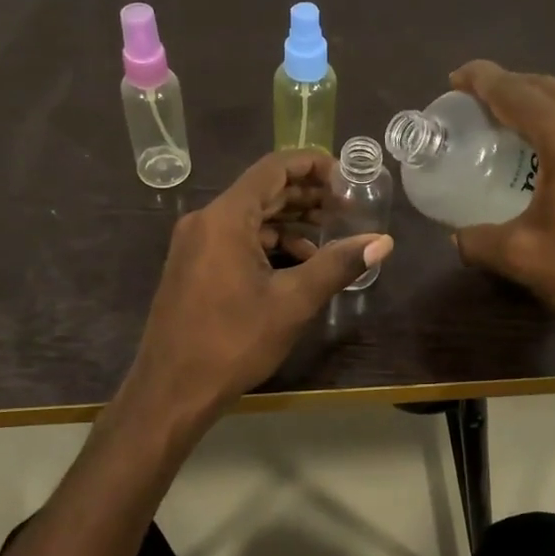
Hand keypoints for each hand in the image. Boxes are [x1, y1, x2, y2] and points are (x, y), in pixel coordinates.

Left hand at [122, 151, 392, 429]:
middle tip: (347, 207)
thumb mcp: (293, 302)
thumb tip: (383, 242)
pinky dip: (268, 243)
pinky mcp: (193, 266)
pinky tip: (297, 263)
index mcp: (225, 218)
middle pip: (262, 190)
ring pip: (250, 217)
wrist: (171, 390)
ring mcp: (195, 244)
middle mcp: (205, 220)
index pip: (274, 168)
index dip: (313, 165)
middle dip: (307, 195)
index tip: (348, 178)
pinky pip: (236, 239)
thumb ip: (338, 265)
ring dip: (290, 221)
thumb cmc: (232, 342)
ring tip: (330, 235)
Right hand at [448, 61, 554, 376]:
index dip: (482, 80)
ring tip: (509, 126)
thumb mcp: (526, 258)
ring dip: (539, 106)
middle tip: (475, 102)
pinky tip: (553, 158)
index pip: (516, 92)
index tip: (455, 77)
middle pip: (548, 89)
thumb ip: (480, 242)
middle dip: (509, 87)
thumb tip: (458, 237)